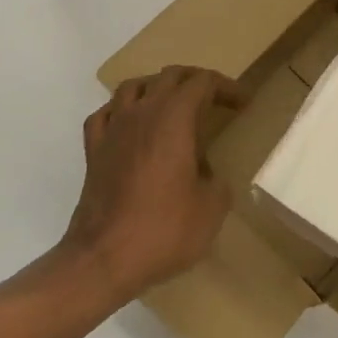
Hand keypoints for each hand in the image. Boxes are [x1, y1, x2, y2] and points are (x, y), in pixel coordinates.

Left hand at [61, 66, 245, 302]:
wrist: (102, 261)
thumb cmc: (163, 229)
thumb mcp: (212, 208)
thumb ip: (217, 181)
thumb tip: (207, 174)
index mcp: (174, 118)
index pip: (203, 82)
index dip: (227, 87)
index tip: (243, 103)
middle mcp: (142, 113)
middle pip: (170, 76)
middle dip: (196, 81)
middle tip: (215, 99)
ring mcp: (113, 130)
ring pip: (133, 87)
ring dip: (157, 87)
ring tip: (172, 104)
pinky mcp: (93, 152)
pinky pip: (106, 114)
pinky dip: (122, 110)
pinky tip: (131, 124)